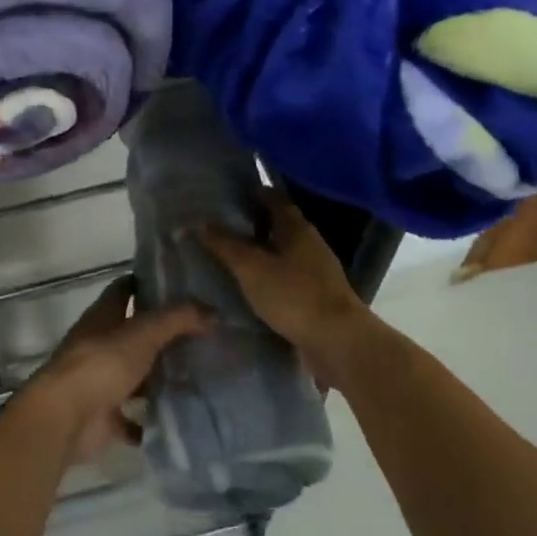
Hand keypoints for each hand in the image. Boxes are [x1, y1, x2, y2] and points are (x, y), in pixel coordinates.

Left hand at [18, 277, 209, 465]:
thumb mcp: (143, 333)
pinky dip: (150, 420)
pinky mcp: (104, 416)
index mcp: (103, 316)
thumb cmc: (101, 365)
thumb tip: (213, 311)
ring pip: (135, 375)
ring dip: (158, 377)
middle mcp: (99, 344)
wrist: (65, 419)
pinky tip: (178, 419)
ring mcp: (100, 381)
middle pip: (134, 333)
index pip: (125, 288)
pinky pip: (132, 417)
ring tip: (199, 376)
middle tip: (203, 334)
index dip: (148, 283)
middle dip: (163, 334)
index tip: (181, 284)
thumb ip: (177, 320)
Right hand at [198, 190, 375, 385]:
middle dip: (251, 224)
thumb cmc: (294, 295)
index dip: (252, 192)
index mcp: (296, 227)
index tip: (227, 192)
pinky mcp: (315, 297)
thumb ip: (224, 244)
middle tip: (219, 225)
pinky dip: (267, 277)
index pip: (273, 198)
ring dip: (259, 252)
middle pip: (277, 225)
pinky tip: (248, 286)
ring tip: (228, 256)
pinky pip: (286, 278)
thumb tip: (198, 222)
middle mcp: (309, 244)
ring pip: (281, 253)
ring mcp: (315, 272)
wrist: (338, 343)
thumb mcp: (251, 267)